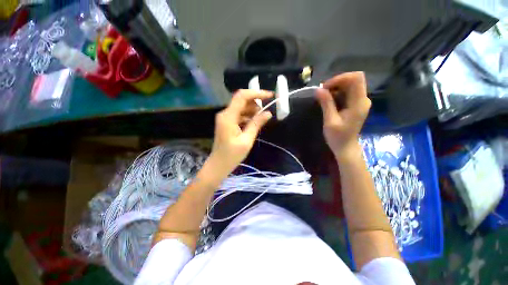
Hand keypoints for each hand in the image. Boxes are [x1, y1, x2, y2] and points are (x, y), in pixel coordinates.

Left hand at [209, 90, 273, 175]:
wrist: (218, 165)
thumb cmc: (232, 155)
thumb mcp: (247, 140)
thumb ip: (256, 124)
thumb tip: (268, 113)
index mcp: (228, 116)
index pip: (242, 96)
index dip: (257, 93)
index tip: (270, 96)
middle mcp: (225, 113)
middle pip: (242, 100)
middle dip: (256, 104)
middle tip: (265, 114)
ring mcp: (225, 118)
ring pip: (241, 107)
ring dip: (252, 111)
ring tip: (260, 121)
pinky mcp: (227, 122)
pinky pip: (239, 115)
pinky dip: (248, 117)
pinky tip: (253, 124)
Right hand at [316, 72, 370, 159]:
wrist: (346, 147)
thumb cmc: (337, 137)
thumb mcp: (330, 121)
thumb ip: (326, 104)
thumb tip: (318, 89)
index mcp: (359, 103)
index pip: (356, 78)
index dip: (340, 78)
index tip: (326, 87)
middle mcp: (363, 99)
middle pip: (353, 79)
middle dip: (336, 82)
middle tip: (322, 92)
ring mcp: (360, 101)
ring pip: (350, 85)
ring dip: (336, 87)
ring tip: (323, 97)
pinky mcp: (356, 104)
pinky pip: (348, 92)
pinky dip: (337, 93)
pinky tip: (329, 100)